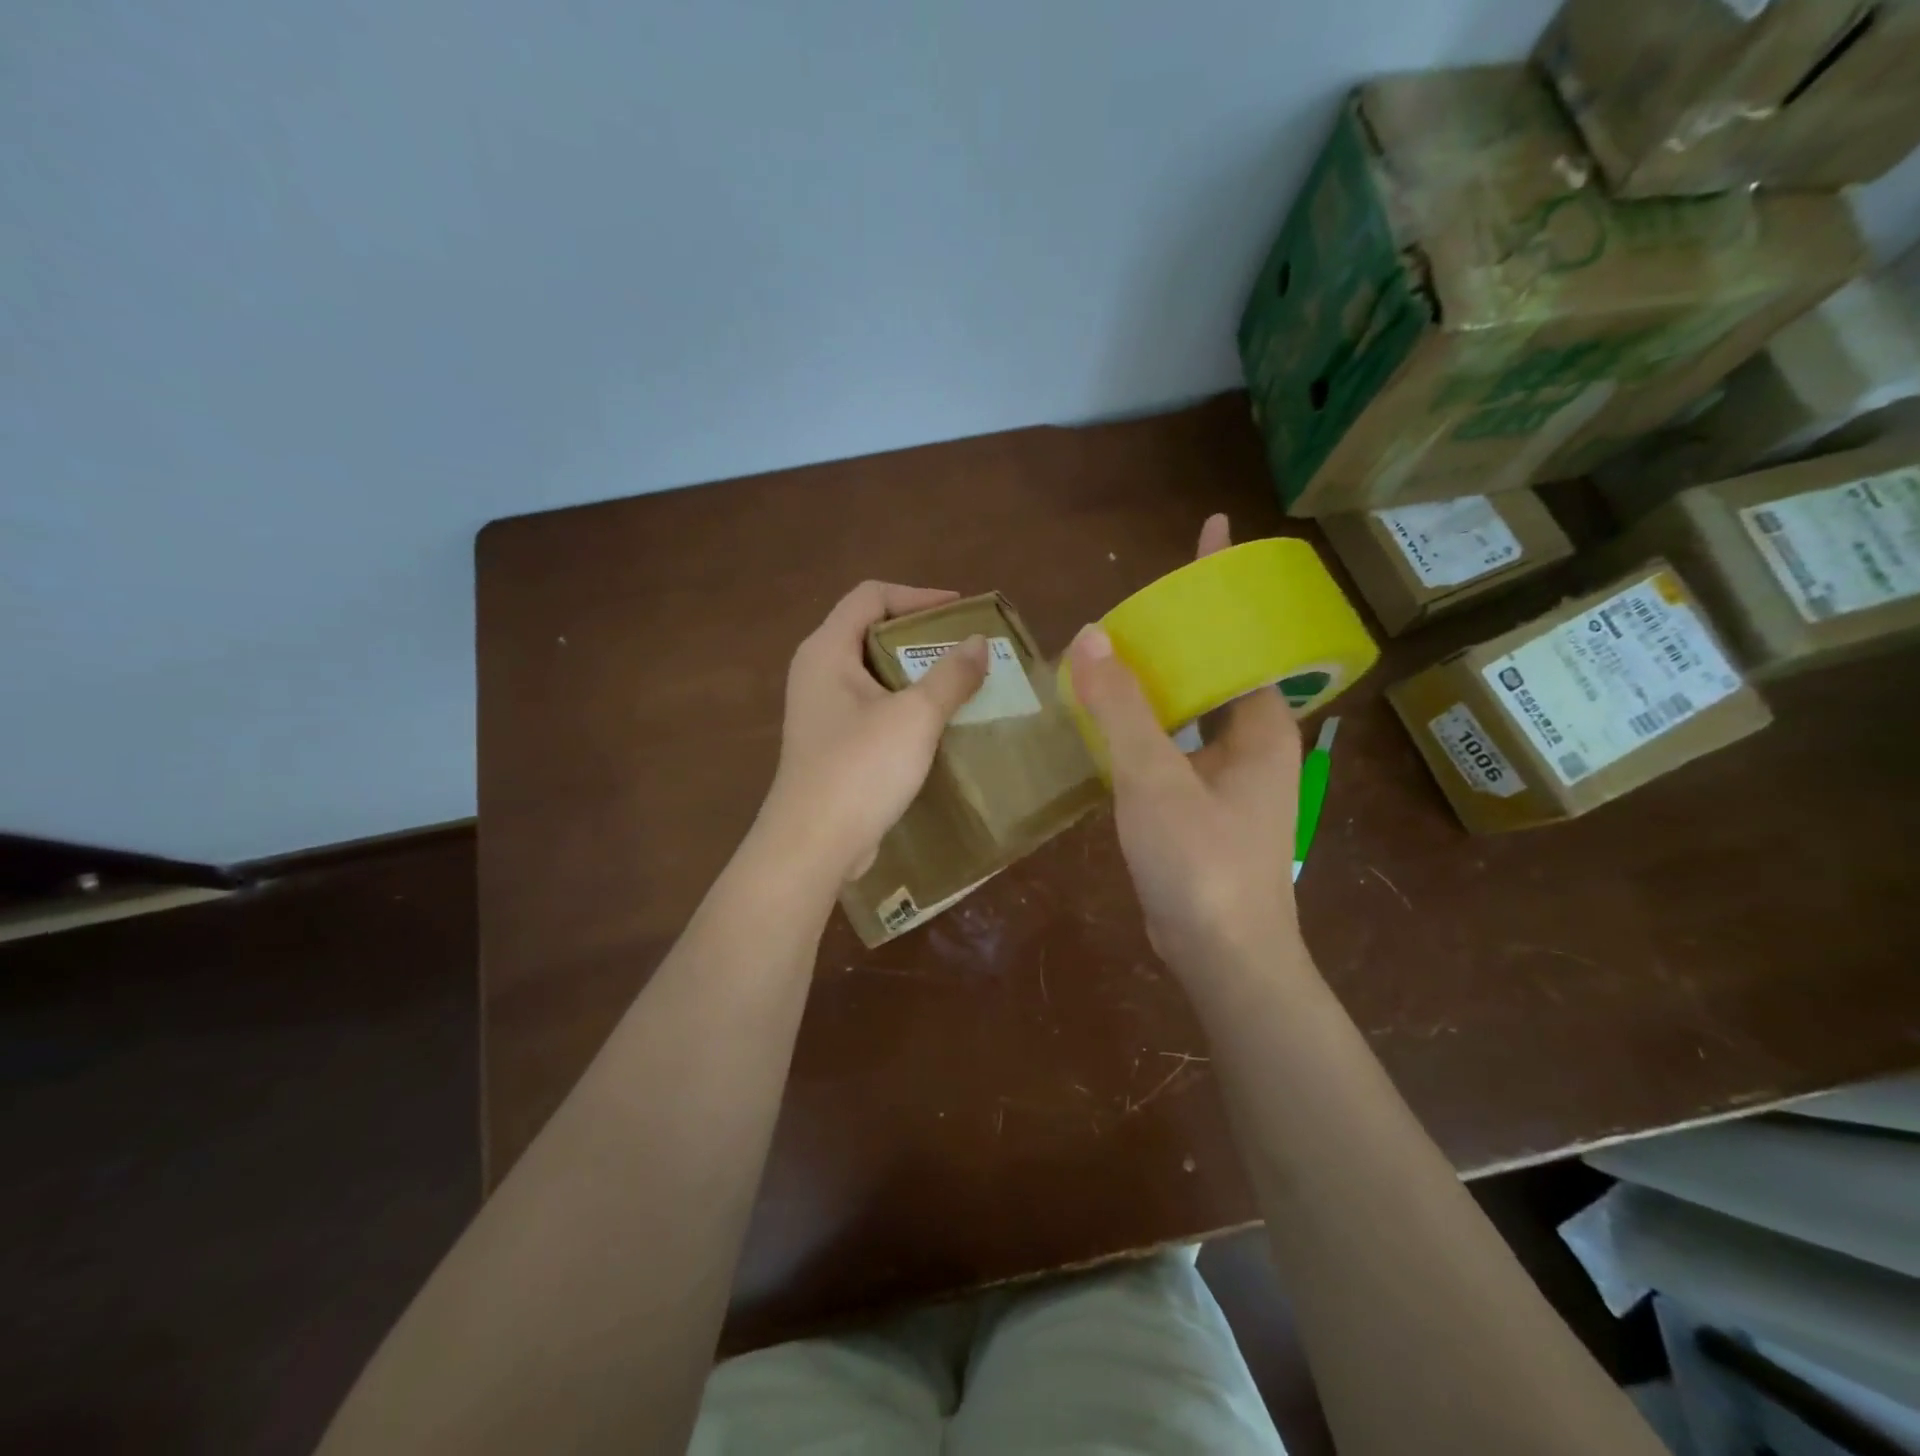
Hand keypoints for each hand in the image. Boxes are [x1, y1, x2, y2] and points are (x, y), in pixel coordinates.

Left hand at [760, 581, 988, 881]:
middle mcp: (817, 672)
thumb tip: (978, 644)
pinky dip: (903, 704)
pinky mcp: (830, 743)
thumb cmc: (861, 769)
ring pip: (873, 673)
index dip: (918, 596)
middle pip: (870, 631)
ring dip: (915, 673)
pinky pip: (871, 707)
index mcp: (827, 651)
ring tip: (959, 683)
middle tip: (965, 648)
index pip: (870, 596)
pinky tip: (935, 723)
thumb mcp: (915, 717)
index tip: (961, 611)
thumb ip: (950, 675)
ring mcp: (820, 710)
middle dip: (921, 635)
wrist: (813, 845)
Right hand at [1067, 515, 1304, 975]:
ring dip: (1158, 678)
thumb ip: (1123, 709)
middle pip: (1216, 665)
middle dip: (1183, 628)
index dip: (1226, 583)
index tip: (1214, 531)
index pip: (1245, 634)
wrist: (1220, 955)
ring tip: (1112, 647)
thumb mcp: (1154, 780)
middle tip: (1134, 597)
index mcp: (1262, 725)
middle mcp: (1254, 742)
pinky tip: (1109, 715)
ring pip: (1191, 708)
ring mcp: (1230, 776)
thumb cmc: (1200, 863)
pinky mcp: (1203, 804)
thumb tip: (1090, 638)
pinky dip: (1146, 722)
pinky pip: (1175, 743)